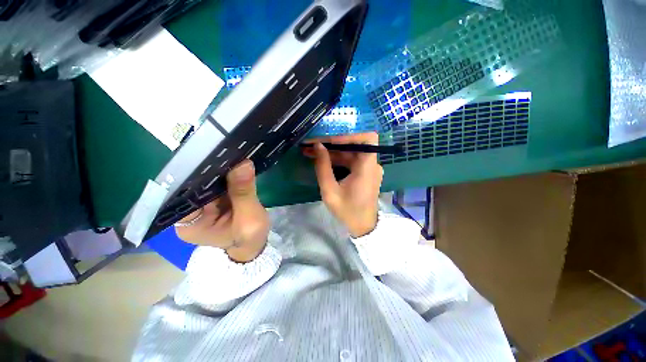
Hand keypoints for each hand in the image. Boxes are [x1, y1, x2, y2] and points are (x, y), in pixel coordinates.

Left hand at [174, 160, 269, 262]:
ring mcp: (201, 205)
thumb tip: (243, 163)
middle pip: (194, 185)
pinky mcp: (213, 199)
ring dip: (219, 169)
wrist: (254, 244)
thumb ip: (244, 192)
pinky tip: (233, 163)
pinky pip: (217, 183)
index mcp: (189, 224)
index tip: (212, 157)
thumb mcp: (250, 218)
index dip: (197, 175)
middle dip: (210, 169)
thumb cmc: (250, 238)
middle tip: (224, 151)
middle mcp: (189, 212)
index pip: (185, 193)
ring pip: (206, 181)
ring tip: (229, 153)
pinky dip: (226, 174)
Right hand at [303, 132, 382, 237]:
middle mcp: (371, 164)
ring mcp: (368, 168)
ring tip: (311, 152)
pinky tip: (321, 160)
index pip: (367, 138)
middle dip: (331, 144)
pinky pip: (350, 161)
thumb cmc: (348, 211)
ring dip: (331, 152)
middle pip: (353, 145)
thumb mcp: (330, 191)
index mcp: (367, 167)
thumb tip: (317, 146)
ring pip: (350, 153)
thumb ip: (323, 167)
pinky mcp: (364, 172)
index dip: (348, 136)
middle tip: (311, 145)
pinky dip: (336, 159)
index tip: (329, 141)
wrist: (363, 226)